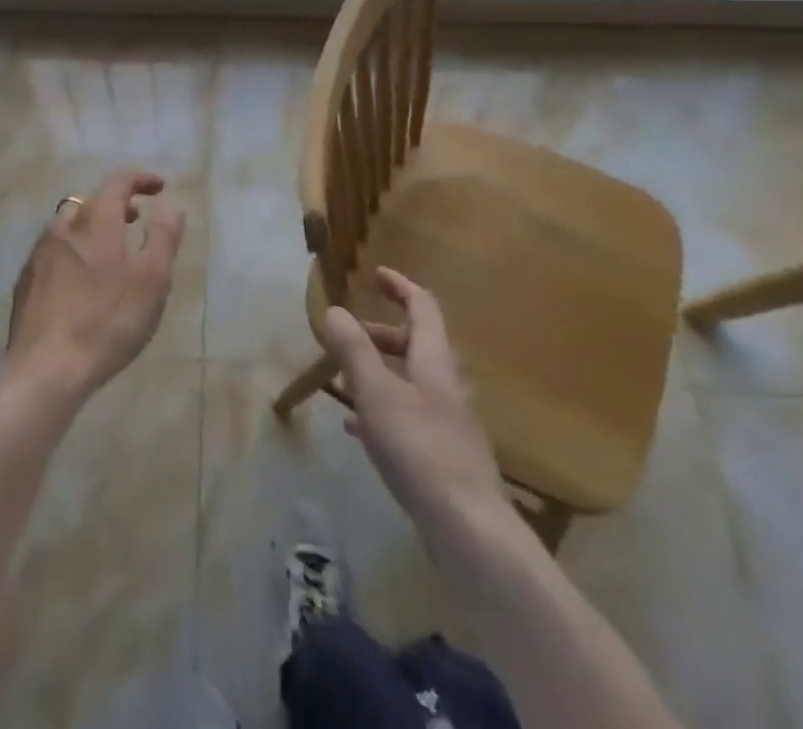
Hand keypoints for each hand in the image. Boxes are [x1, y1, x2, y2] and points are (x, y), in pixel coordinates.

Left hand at [3, 169, 185, 407]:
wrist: (45, 370)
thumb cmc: (107, 322)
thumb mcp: (152, 281)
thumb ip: (163, 238)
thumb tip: (170, 206)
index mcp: (95, 222)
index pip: (118, 182)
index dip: (140, 179)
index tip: (160, 187)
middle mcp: (63, 228)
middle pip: (90, 201)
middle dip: (116, 204)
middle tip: (137, 219)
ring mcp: (39, 254)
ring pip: (68, 224)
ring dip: (92, 226)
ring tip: (111, 250)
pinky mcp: (26, 281)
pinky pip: (54, 250)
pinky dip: (73, 249)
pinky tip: (81, 279)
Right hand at [322, 267, 518, 542]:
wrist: (468, 529)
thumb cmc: (419, 448)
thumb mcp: (377, 392)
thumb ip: (354, 350)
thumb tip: (335, 310)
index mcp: (434, 361)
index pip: (422, 307)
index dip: (400, 286)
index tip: (376, 274)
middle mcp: (445, 385)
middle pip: (415, 344)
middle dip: (379, 334)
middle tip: (346, 336)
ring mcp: (446, 422)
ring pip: (408, 381)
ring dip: (378, 371)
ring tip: (343, 379)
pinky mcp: (441, 455)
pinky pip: (406, 415)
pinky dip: (381, 408)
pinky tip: (357, 428)